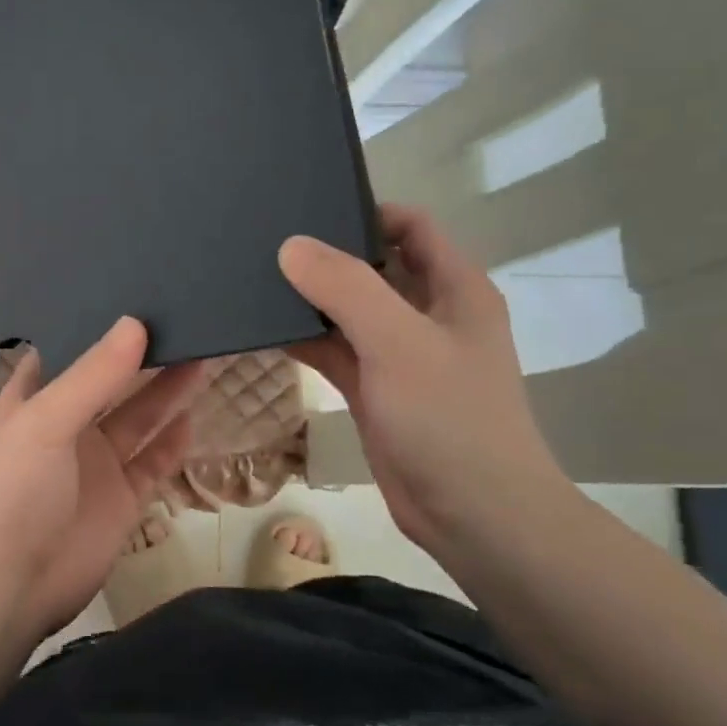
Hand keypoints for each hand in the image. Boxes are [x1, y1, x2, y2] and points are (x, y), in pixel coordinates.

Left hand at [0, 318, 205, 639]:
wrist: (9, 586)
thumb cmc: (14, 489)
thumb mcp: (45, 421)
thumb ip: (93, 374)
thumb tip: (136, 322)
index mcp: (33, 401)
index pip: (68, 352)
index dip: (97, 327)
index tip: (135, 295)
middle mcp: (66, 427)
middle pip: (111, 382)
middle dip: (143, 356)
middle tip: (185, 318)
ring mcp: (95, 465)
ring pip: (138, 419)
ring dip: (167, 392)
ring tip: (204, 352)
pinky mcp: (121, 500)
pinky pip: (153, 463)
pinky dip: (173, 443)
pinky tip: (195, 416)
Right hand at [279, 205, 568, 551]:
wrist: (474, 516)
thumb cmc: (449, 419)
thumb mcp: (398, 342)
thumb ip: (345, 288)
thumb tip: (290, 246)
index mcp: (453, 288)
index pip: (410, 225)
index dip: (364, 211)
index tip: (306, 209)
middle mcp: (428, 313)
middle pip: (373, 265)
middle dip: (325, 254)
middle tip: (264, 242)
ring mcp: (400, 354)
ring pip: (348, 310)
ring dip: (309, 299)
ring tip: (252, 279)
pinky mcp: (376, 390)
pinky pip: (335, 350)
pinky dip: (305, 339)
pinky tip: (263, 330)